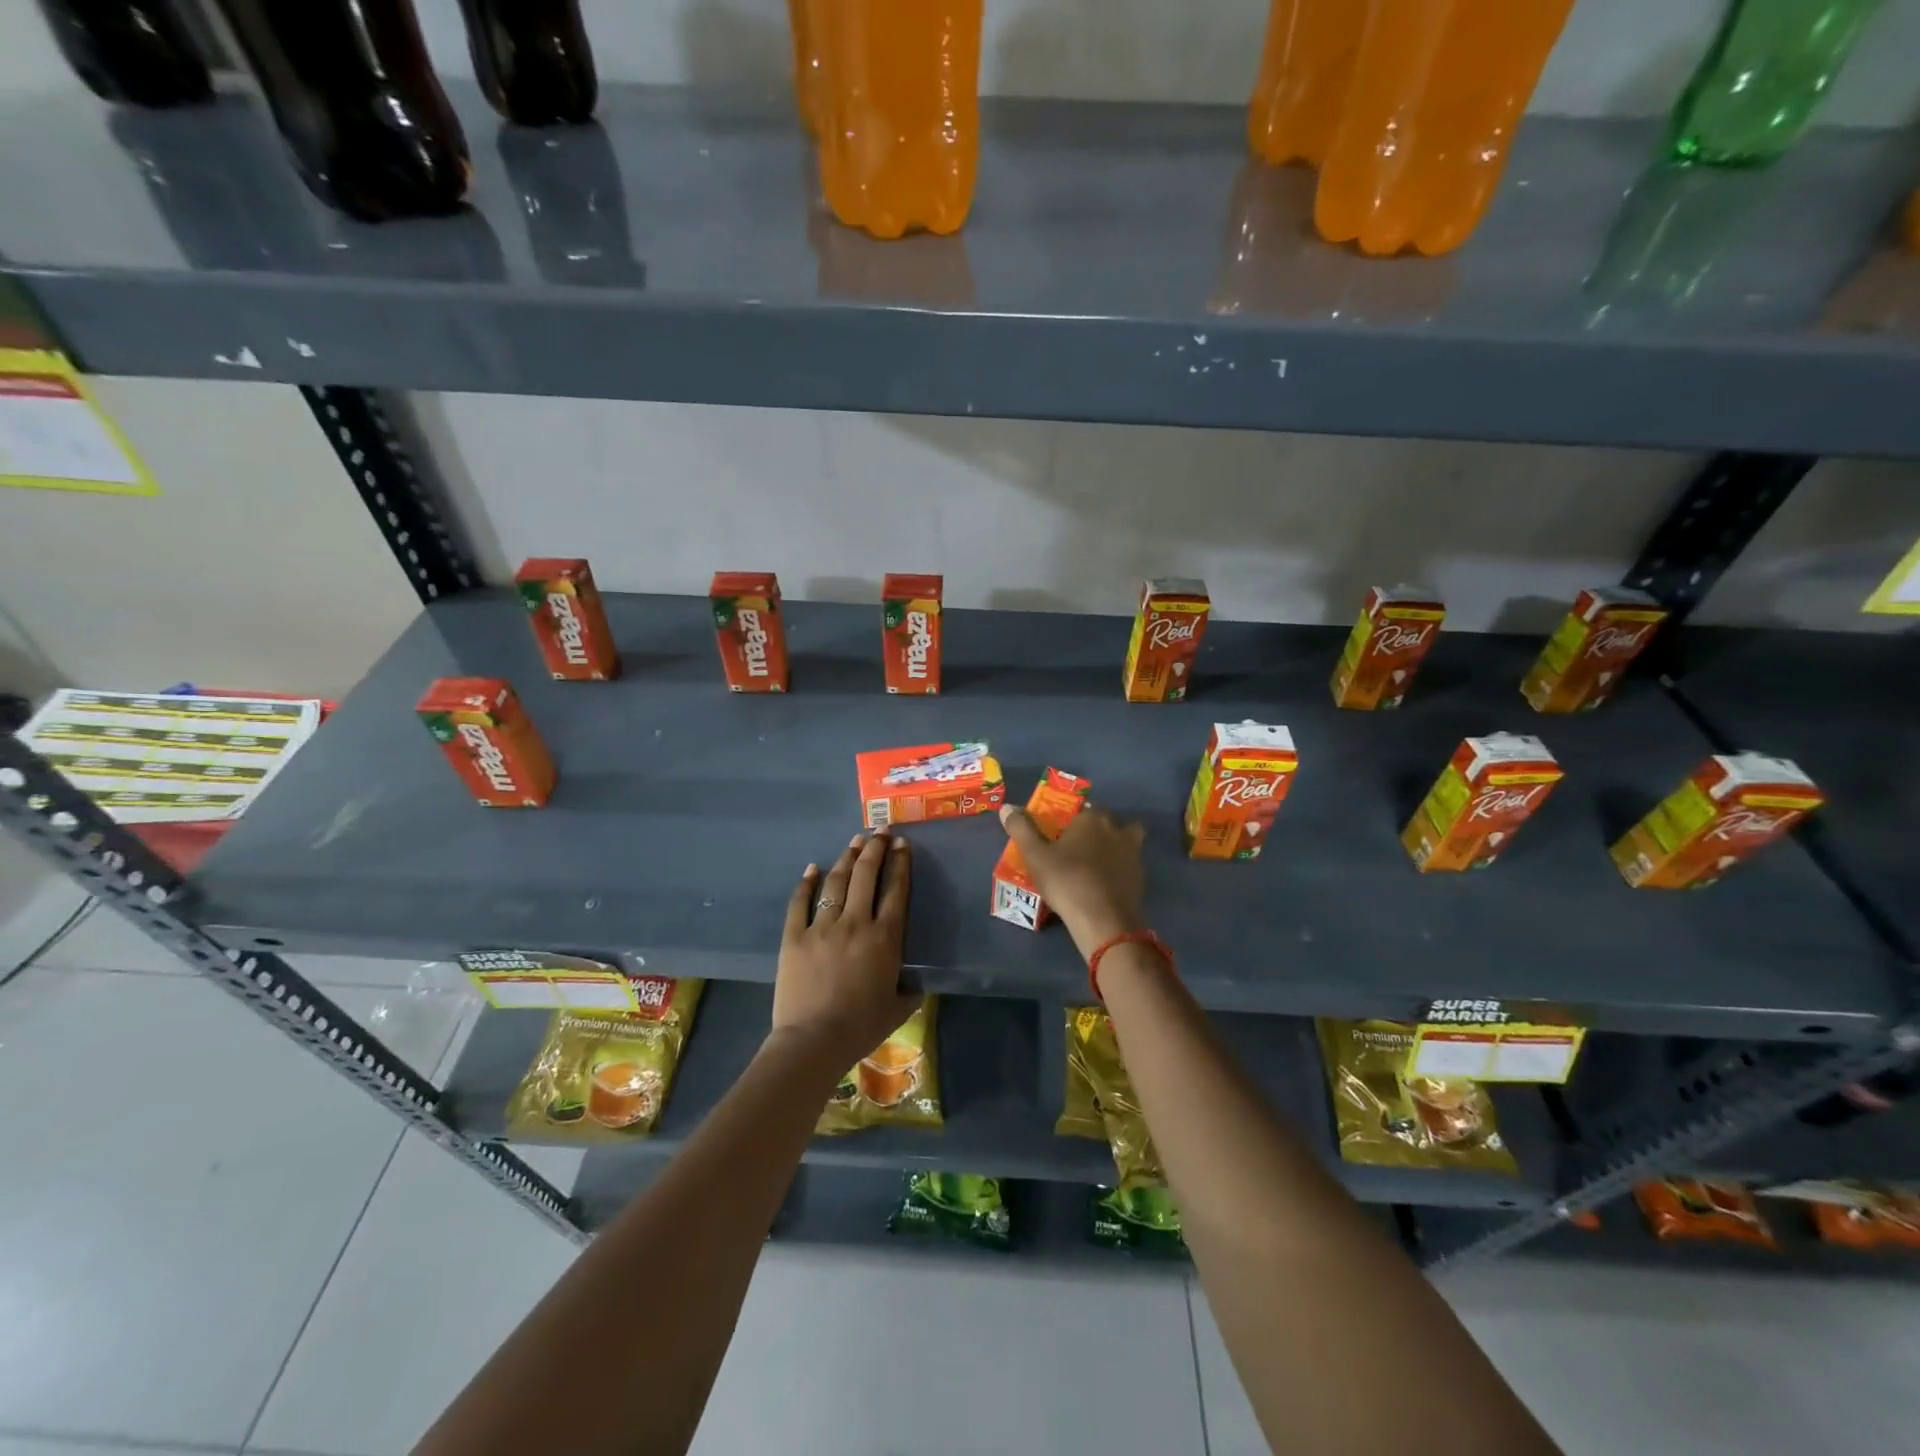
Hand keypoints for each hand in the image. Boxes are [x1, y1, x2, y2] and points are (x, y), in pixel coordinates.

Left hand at [771, 831, 919, 1070]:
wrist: (814, 1041)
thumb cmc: (861, 1027)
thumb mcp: (900, 1008)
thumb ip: (911, 987)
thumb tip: (917, 978)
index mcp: (885, 939)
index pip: (896, 890)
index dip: (900, 864)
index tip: (902, 845)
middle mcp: (856, 923)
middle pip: (866, 875)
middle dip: (875, 849)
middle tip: (880, 832)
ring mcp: (822, 927)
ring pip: (836, 882)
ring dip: (847, 858)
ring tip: (854, 842)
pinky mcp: (794, 936)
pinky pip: (800, 902)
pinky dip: (806, 882)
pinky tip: (813, 867)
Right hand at [999, 802, 1146, 958]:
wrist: (1103, 919)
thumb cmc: (1066, 880)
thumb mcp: (1035, 855)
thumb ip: (1021, 829)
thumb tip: (1006, 807)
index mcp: (1092, 818)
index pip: (1083, 808)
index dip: (1072, 819)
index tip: (1060, 833)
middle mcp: (1116, 829)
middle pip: (1106, 821)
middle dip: (1094, 829)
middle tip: (1075, 848)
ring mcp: (1132, 853)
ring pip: (1126, 840)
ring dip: (1114, 845)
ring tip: (1094, 863)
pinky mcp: (1140, 877)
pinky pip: (1129, 864)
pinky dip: (1119, 869)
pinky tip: (1104, 883)